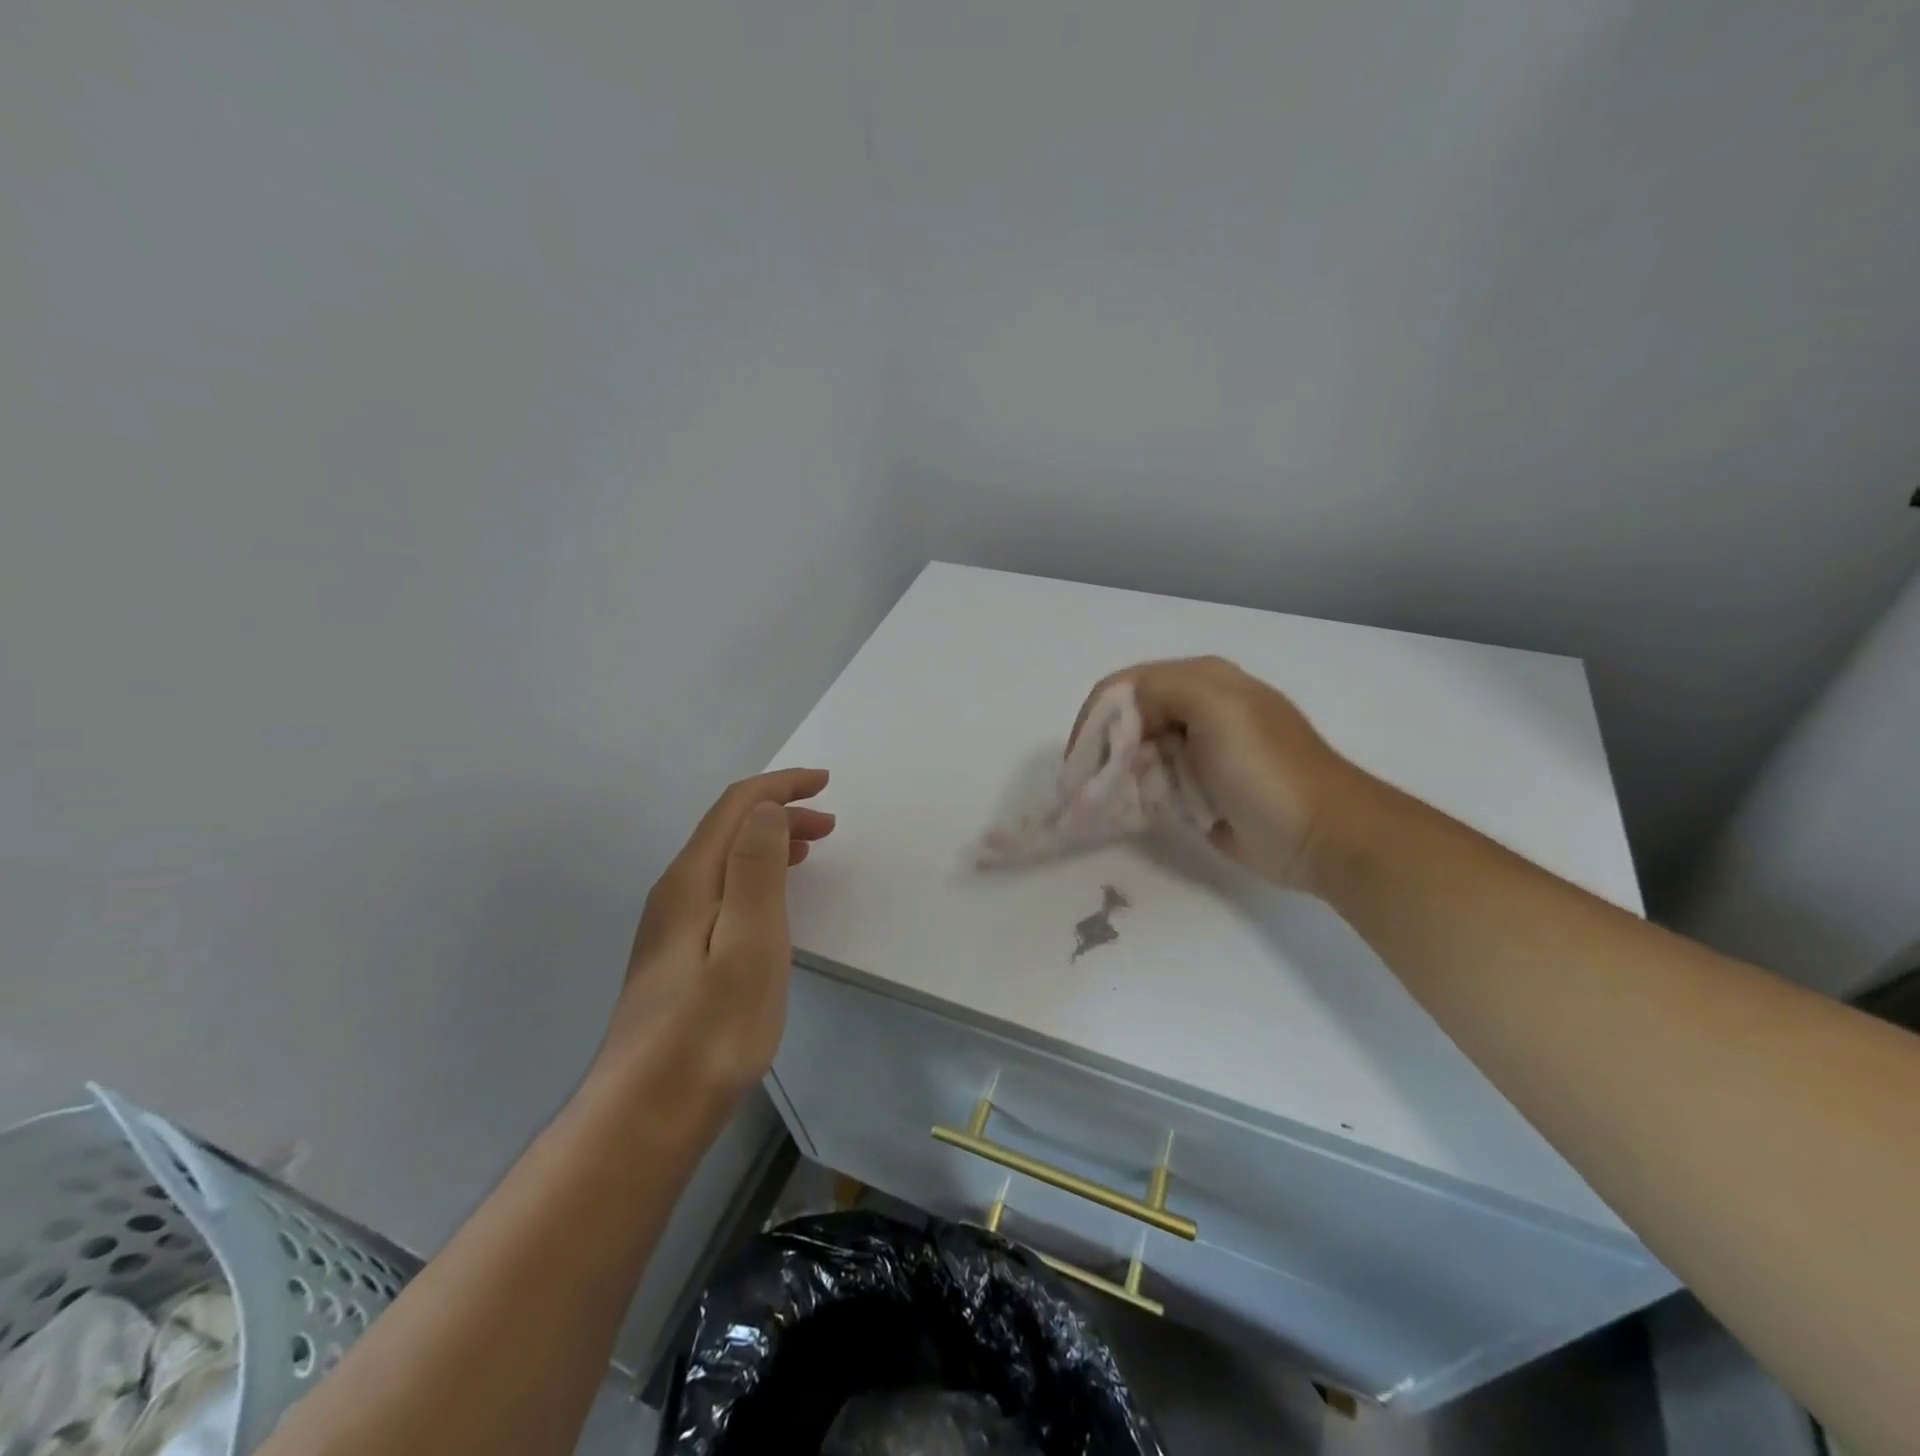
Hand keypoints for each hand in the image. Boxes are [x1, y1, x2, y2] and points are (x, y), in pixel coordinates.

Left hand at [597, 768, 833, 1102]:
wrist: (648, 1111)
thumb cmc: (712, 1029)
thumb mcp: (749, 945)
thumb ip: (755, 871)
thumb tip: (766, 809)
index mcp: (692, 881)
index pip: (736, 808)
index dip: (780, 787)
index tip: (824, 783)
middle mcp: (675, 892)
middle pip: (729, 829)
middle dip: (780, 812)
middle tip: (830, 823)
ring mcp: (671, 925)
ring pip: (725, 860)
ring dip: (769, 843)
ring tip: (810, 849)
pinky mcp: (677, 954)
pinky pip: (722, 889)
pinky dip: (755, 874)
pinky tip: (771, 899)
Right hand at [1070, 658, 1354, 888]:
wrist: (1320, 835)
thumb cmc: (1267, 769)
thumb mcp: (1217, 708)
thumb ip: (1162, 688)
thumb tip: (1122, 716)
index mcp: (1202, 680)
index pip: (1125, 687)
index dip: (1097, 719)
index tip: (1080, 761)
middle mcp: (1197, 709)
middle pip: (1127, 721)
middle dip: (1105, 752)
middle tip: (1091, 788)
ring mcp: (1199, 751)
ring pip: (1136, 755)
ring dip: (1122, 778)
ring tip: (1117, 804)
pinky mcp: (1198, 788)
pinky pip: (1153, 784)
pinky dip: (1139, 797)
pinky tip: (1140, 813)